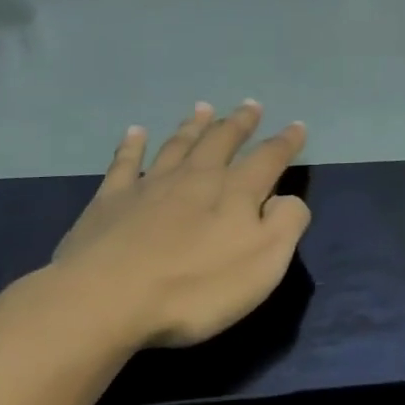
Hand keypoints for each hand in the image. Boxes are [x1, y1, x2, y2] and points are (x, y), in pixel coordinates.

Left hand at [47, 101, 310, 348]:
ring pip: (178, 144)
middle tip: (251, 105)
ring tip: (204, 108)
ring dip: (194, 125)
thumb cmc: (196, 287)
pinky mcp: (111, 200)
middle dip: (239, 123)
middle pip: (222, 141)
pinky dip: (132, 145)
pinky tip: (136, 132)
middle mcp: (196, 177)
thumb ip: (286, 223)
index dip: (286, 142)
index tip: (297, 126)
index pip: (269, 158)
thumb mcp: (264, 262)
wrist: (107, 299)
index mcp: (237, 192)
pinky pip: (125, 162)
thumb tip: (287, 198)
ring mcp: (150, 185)